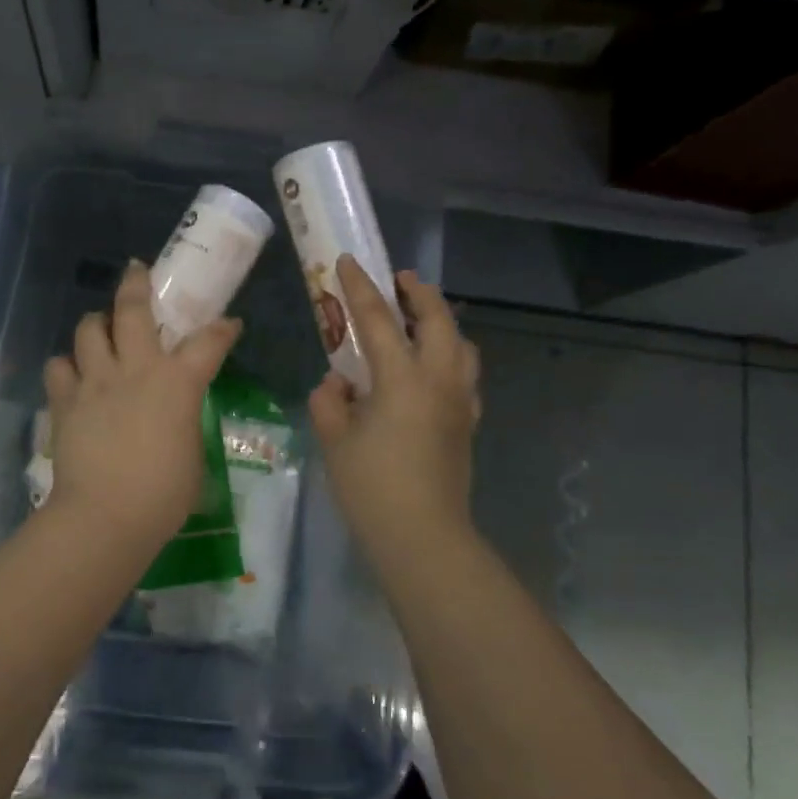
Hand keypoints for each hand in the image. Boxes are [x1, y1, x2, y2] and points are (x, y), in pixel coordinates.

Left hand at [42, 261, 241, 549]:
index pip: (209, 342)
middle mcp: (135, 369)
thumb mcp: (192, 457)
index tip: (229, 323)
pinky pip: (58, 367)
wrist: (105, 516)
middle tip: (138, 271)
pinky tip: (74, 375)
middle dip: (137, 283)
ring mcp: (95, 381)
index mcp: (177, 383)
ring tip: (101, 328)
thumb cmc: (163, 495)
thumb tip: (176, 419)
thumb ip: (185, 425)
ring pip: (88, 329)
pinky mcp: (65, 401)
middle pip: (132, 310)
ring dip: (96, 323)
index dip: (223, 329)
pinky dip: (66, 366)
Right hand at [310, 255, 480, 548]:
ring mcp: (459, 402)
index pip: (378, 320)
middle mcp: (438, 380)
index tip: (348, 261)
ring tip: (420, 319)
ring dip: (442, 322)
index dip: (360, 288)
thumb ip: (330, 401)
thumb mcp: (335, 439)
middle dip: (419, 293)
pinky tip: (432, 369)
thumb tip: (339, 384)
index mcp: (402, 379)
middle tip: (400, 280)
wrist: (423, 536)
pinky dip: (451, 356)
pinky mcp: (467, 423)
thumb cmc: (372, 486)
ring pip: (461, 345)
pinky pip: (464, 375)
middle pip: (438, 320)